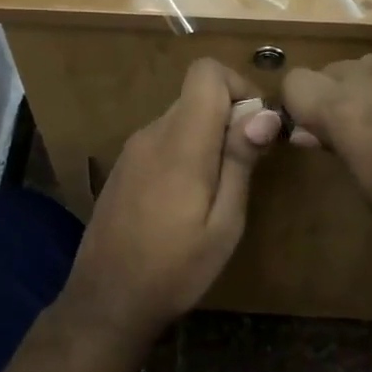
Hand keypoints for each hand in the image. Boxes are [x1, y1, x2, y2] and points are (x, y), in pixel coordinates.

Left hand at [60, 59, 280, 342]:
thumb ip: (240, 161)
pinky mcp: (122, 167)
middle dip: (229, 117)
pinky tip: (187, 199)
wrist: (107, 300)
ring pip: (180, 118)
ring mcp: (131, 150)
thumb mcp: (224, 224)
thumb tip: (264, 112)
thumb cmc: (175, 269)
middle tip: (245, 168)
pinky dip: (185, 151)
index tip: (257, 130)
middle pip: (196, 95)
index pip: (207, 71)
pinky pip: (162, 140)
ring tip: (218, 191)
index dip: (240, 88)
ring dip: (208, 138)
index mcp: (180, 143)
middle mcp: (151, 134)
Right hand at [282, 53, 371, 267]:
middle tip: (343, 140)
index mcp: (345, 107)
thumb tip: (310, 132)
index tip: (307, 136)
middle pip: (331, 71)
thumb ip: (338, 149)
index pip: (295, 83)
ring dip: (363, 91)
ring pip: (368, 66)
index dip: (294, 107)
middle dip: (328, 98)